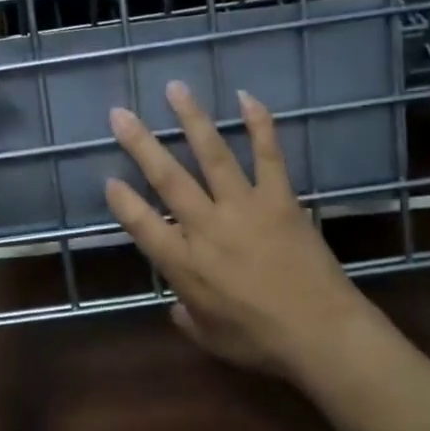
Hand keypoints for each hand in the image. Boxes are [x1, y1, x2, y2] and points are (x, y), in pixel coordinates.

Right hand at [104, 81, 371, 377]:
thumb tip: (174, 306)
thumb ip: (186, 318)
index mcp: (184, 264)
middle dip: (140, 144)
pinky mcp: (279, 199)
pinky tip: (247, 97)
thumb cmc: (260, 342)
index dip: (122, 201)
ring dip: (191, 119)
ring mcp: (243, 207)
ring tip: (175, 89)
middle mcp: (206, 227)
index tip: (108, 179)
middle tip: (119, 113)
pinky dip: (259, 125)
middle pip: (167, 178)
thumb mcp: (211, 339)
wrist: (322, 335)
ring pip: (212, 155)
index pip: (141, 225)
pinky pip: (268, 155)